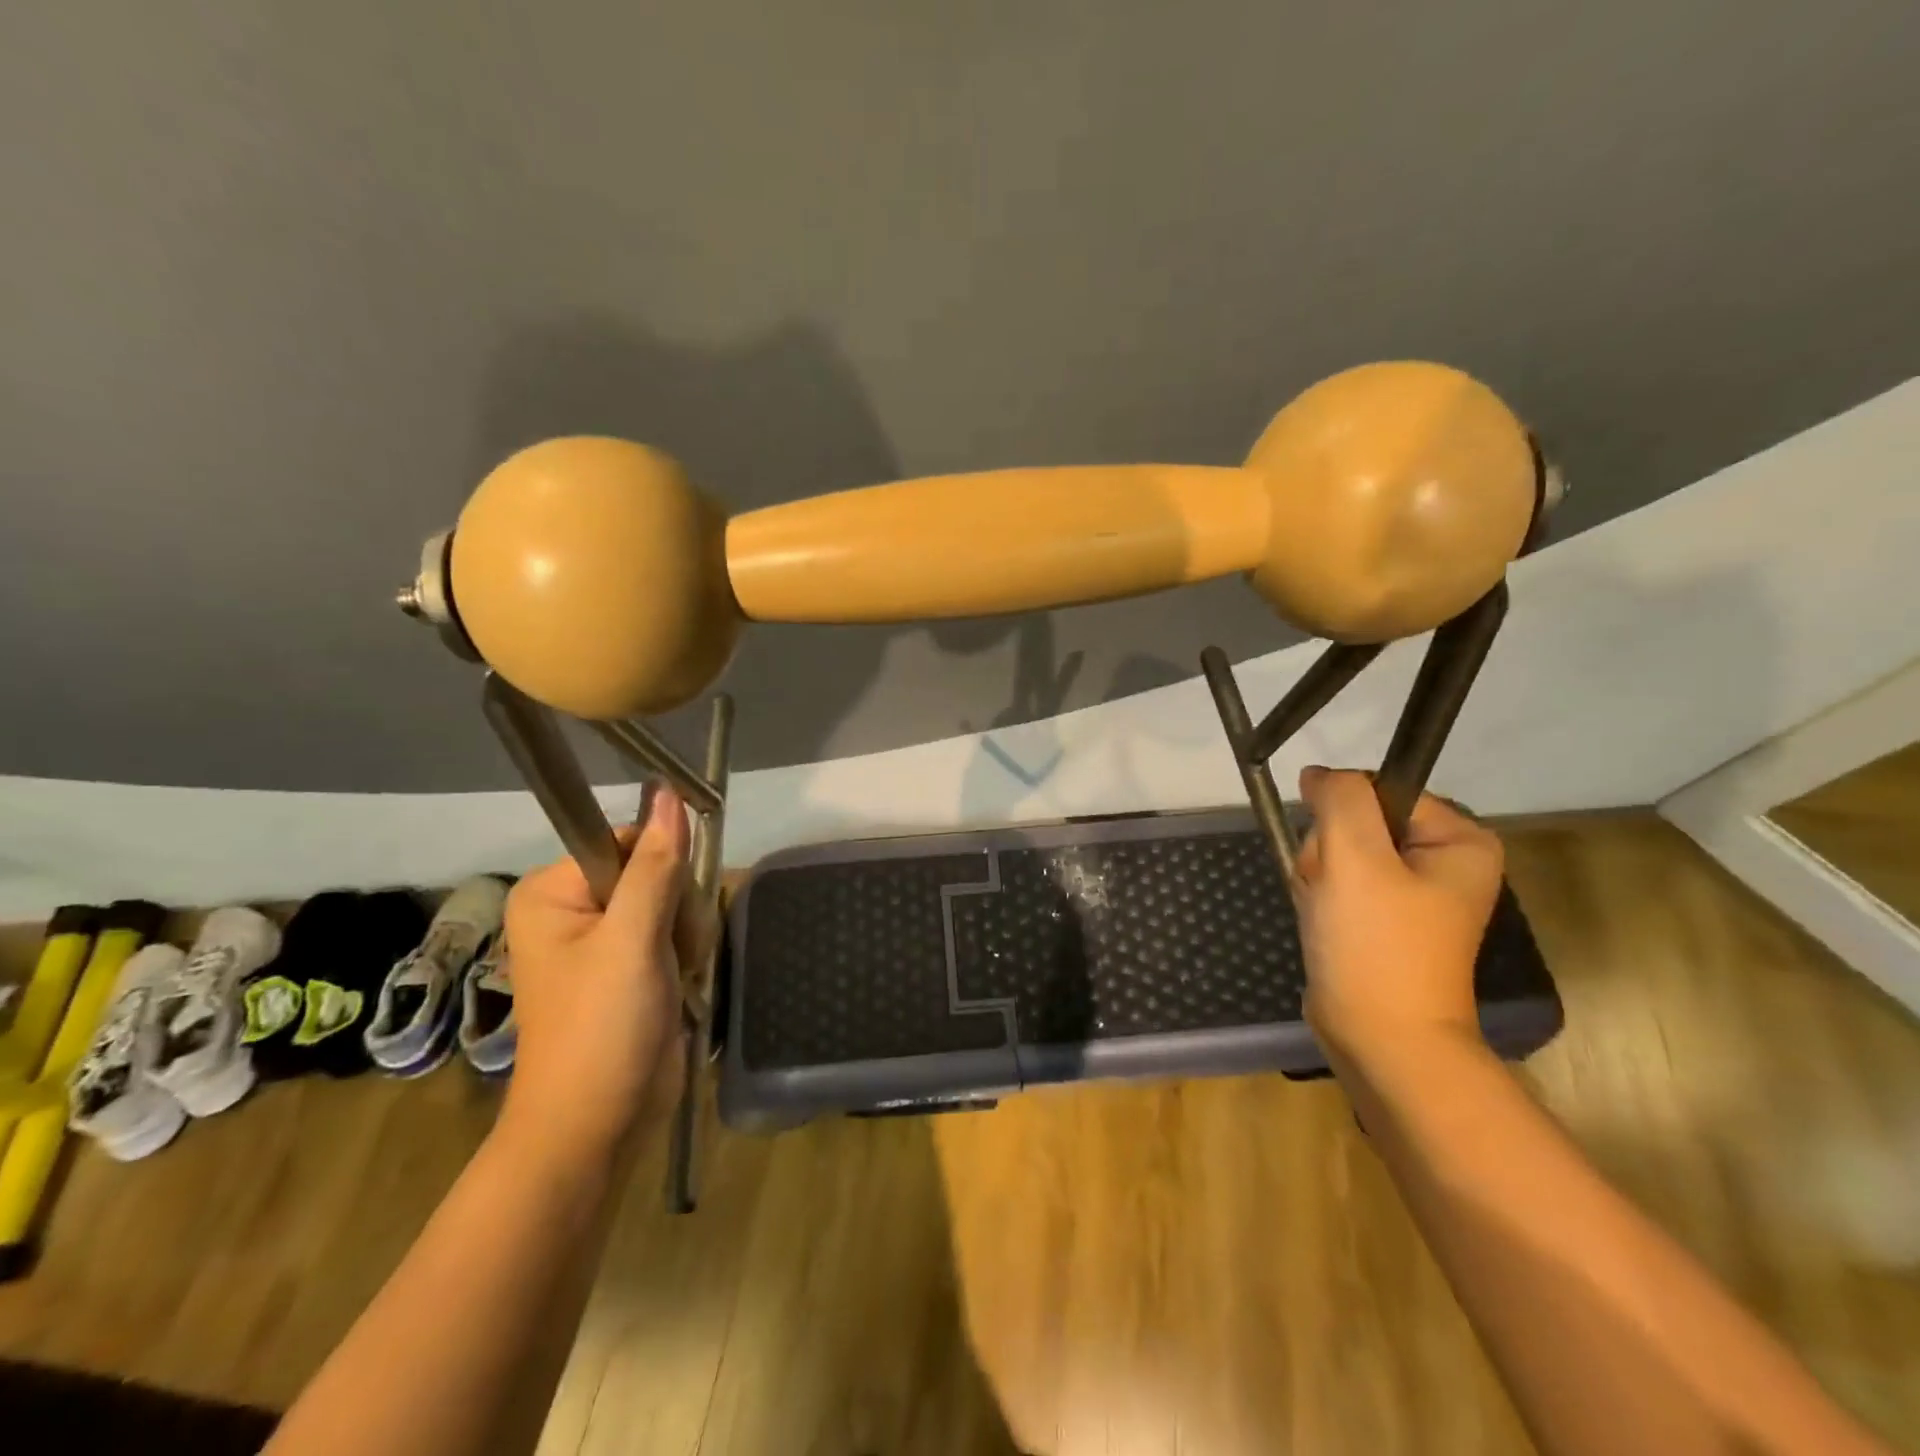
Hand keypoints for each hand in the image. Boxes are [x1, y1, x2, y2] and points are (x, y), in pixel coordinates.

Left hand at [499, 787, 710, 1157]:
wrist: (600, 1125)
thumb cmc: (602, 1028)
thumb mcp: (632, 940)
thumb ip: (656, 865)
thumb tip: (668, 791)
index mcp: (554, 892)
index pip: (628, 840)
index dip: (661, 868)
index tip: (668, 912)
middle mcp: (576, 907)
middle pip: (656, 870)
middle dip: (678, 911)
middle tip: (667, 956)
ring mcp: (606, 937)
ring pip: (675, 901)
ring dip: (688, 936)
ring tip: (673, 977)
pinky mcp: (633, 963)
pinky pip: (676, 930)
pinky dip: (688, 953)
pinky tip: (680, 983)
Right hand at [1293, 766, 1503, 1060]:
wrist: (1379, 1039)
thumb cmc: (1377, 945)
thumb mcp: (1356, 857)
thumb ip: (1340, 798)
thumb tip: (1319, 775)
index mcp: (1459, 841)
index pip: (1377, 790)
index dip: (1342, 816)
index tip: (1339, 858)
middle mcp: (1442, 861)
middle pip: (1355, 821)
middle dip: (1328, 853)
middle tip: (1334, 891)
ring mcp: (1411, 891)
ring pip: (1337, 851)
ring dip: (1318, 877)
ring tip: (1327, 912)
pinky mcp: (1382, 916)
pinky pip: (1337, 881)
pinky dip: (1319, 897)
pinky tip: (1324, 922)